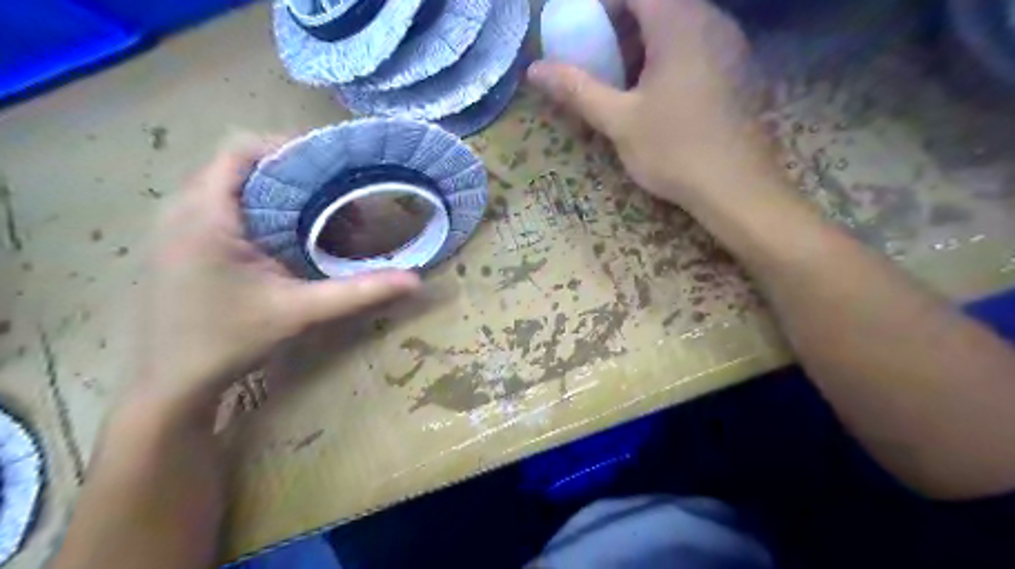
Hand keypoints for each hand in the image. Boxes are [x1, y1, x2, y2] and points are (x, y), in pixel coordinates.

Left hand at [128, 138, 421, 417]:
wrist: (172, 383)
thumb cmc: (230, 341)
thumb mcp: (301, 312)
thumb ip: (359, 292)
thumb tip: (414, 280)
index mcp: (207, 214)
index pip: (241, 148)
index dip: (290, 149)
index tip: (335, 171)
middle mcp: (185, 209)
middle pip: (243, 166)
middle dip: (298, 178)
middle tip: (340, 204)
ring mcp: (178, 225)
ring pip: (236, 186)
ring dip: (283, 196)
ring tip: (323, 222)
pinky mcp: (182, 242)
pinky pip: (227, 207)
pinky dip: (266, 212)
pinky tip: (292, 241)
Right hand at [527, 0, 779, 210]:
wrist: (736, 187)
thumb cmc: (674, 150)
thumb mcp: (618, 121)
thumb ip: (577, 89)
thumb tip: (535, 69)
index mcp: (678, 22)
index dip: (601, 5)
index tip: (579, 30)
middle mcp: (710, 20)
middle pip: (657, 4)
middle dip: (620, 25)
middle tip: (596, 56)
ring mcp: (729, 43)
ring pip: (678, 23)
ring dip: (644, 41)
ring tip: (621, 77)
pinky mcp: (737, 67)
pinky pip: (696, 43)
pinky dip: (668, 54)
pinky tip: (656, 92)